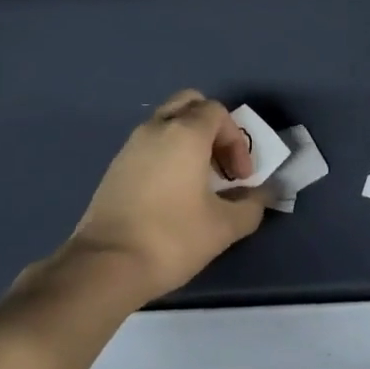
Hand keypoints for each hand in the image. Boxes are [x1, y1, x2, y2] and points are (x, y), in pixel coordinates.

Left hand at [68, 90, 271, 304]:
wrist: (106, 263)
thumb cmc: (171, 238)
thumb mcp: (223, 227)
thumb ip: (250, 206)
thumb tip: (263, 195)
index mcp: (185, 132)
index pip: (217, 112)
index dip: (237, 140)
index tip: (241, 178)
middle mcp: (156, 128)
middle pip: (189, 104)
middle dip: (211, 128)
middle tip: (221, 165)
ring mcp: (131, 144)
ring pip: (167, 122)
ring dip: (188, 141)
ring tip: (199, 183)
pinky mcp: (116, 165)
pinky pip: (149, 143)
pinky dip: (167, 153)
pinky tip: (172, 193)